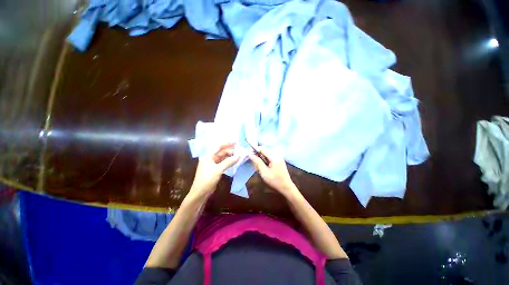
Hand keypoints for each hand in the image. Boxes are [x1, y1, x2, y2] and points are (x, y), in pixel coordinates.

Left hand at [189, 143, 238, 198]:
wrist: (200, 193)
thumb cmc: (207, 180)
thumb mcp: (218, 170)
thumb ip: (228, 162)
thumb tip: (238, 156)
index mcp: (208, 155)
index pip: (218, 146)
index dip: (227, 143)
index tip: (236, 142)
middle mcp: (210, 158)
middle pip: (221, 151)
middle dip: (230, 150)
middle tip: (240, 151)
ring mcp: (213, 163)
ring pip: (223, 157)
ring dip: (230, 156)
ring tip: (239, 155)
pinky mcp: (215, 169)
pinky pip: (223, 162)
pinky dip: (229, 161)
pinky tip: (235, 161)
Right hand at [249, 147, 296, 197]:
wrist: (286, 187)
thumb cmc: (275, 180)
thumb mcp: (264, 172)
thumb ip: (257, 162)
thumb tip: (250, 154)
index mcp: (274, 156)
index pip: (262, 148)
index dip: (255, 150)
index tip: (250, 156)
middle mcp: (277, 154)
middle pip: (264, 150)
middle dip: (258, 156)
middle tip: (255, 166)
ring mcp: (278, 157)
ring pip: (266, 154)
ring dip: (261, 159)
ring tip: (259, 169)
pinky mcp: (279, 160)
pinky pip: (269, 157)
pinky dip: (265, 161)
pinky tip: (264, 168)